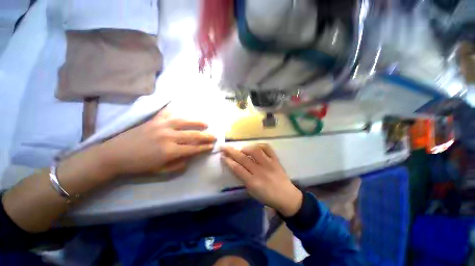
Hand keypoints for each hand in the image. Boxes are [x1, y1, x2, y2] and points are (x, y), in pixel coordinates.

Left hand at [99, 109, 215, 175]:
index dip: (204, 147)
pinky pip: (169, 113)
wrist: (115, 154)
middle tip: (214, 136)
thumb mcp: (160, 170)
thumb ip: (178, 164)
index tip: (212, 146)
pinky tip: (185, 111)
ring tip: (205, 124)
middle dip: (206, 136)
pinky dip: (178, 110)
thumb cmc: (139, 165)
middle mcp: (168, 136)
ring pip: (185, 122)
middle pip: (193, 135)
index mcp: (170, 151)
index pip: (193, 148)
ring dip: (197, 122)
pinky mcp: (154, 120)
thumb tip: (191, 157)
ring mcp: (161, 126)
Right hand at [221, 144, 302, 216]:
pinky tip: (255, 146)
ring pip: (255, 151)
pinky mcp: (276, 160)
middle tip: (224, 147)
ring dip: (245, 148)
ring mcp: (269, 164)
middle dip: (231, 152)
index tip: (222, 156)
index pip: (237, 168)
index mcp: (253, 182)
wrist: (287, 197)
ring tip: (241, 149)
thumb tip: (236, 166)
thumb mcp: (252, 192)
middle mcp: (260, 171)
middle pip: (243, 158)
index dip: (228, 161)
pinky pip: (268, 148)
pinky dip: (260, 145)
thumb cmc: (267, 197)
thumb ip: (243, 179)